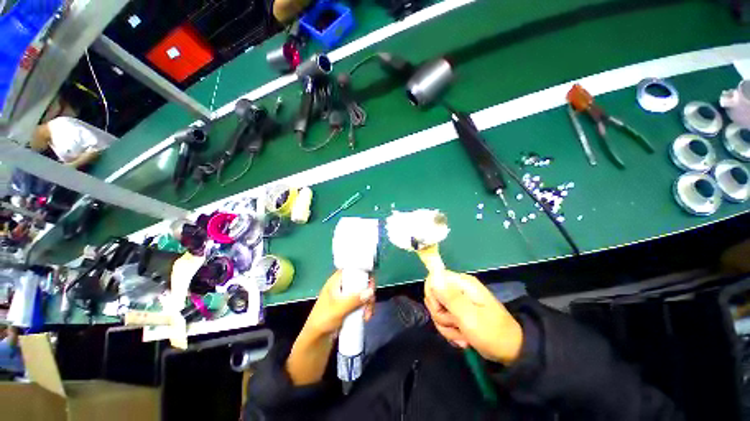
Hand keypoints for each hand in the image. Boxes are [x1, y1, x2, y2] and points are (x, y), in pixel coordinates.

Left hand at [303, 271, 374, 337]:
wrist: (316, 340)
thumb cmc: (323, 320)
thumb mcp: (338, 309)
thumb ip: (354, 300)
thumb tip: (371, 291)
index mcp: (336, 281)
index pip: (352, 269)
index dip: (363, 273)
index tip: (371, 283)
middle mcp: (342, 286)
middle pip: (361, 281)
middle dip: (368, 292)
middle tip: (370, 303)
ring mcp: (346, 296)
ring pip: (363, 293)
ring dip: (368, 303)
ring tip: (367, 315)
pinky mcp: (350, 306)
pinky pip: (362, 303)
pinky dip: (366, 308)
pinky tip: (366, 317)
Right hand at [424, 271, 522, 364]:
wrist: (511, 352)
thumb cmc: (492, 333)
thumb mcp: (469, 317)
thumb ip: (449, 297)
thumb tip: (433, 277)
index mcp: (461, 283)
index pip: (432, 279)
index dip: (432, 295)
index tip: (441, 310)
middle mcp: (458, 288)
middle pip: (433, 296)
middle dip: (440, 314)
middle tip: (455, 324)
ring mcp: (458, 300)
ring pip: (437, 310)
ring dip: (446, 326)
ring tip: (462, 334)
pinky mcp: (459, 312)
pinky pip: (444, 319)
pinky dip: (450, 330)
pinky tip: (462, 338)